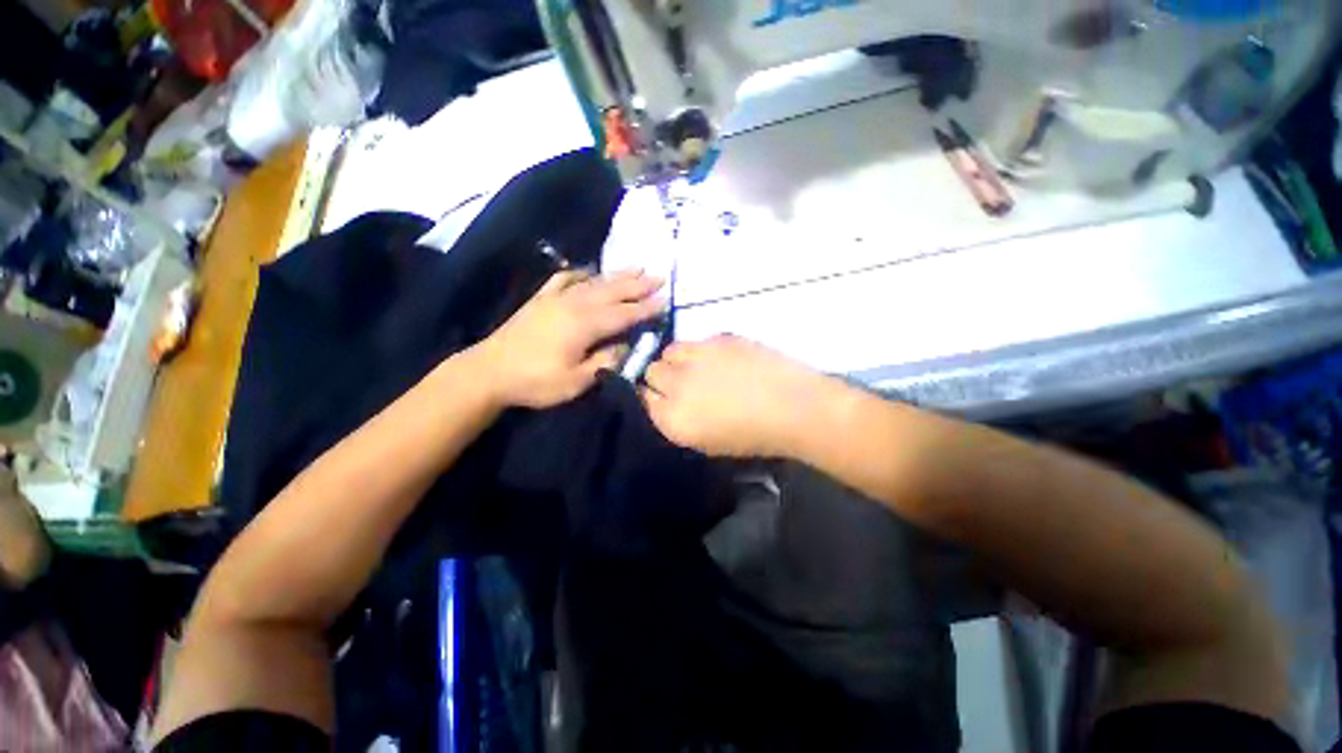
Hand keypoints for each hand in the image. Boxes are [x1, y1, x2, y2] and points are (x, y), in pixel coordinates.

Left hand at [472, 269, 663, 408]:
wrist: (489, 371)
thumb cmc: (536, 381)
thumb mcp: (577, 381)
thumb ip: (605, 362)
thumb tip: (625, 345)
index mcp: (585, 325)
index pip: (624, 314)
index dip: (646, 308)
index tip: (664, 300)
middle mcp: (574, 305)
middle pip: (612, 291)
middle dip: (638, 285)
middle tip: (659, 277)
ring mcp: (555, 299)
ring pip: (593, 282)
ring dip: (617, 275)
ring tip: (636, 267)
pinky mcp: (540, 299)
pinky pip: (563, 280)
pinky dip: (578, 273)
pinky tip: (588, 271)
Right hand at [641, 335, 832, 457]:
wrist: (793, 408)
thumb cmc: (753, 436)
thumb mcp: (706, 443)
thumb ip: (677, 421)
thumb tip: (665, 402)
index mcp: (673, 419)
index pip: (643, 398)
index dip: (653, 396)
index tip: (663, 397)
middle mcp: (677, 385)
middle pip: (652, 371)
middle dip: (662, 376)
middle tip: (682, 382)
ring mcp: (697, 358)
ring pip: (670, 351)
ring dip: (678, 359)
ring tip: (698, 366)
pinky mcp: (718, 339)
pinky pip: (697, 341)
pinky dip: (702, 350)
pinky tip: (721, 360)